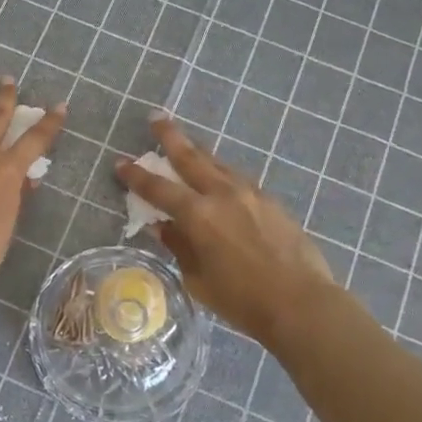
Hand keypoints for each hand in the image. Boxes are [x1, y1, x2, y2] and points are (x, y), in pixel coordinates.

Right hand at [116, 115, 343, 345]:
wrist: (301, 302)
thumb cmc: (242, 300)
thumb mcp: (197, 278)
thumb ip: (178, 246)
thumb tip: (162, 226)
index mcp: (198, 215)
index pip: (158, 189)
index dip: (136, 175)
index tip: (121, 162)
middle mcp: (222, 194)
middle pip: (191, 157)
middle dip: (170, 137)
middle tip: (157, 118)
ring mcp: (250, 194)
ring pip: (218, 164)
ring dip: (199, 152)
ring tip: (188, 145)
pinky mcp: (271, 201)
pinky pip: (238, 179)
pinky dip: (222, 173)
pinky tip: (220, 178)